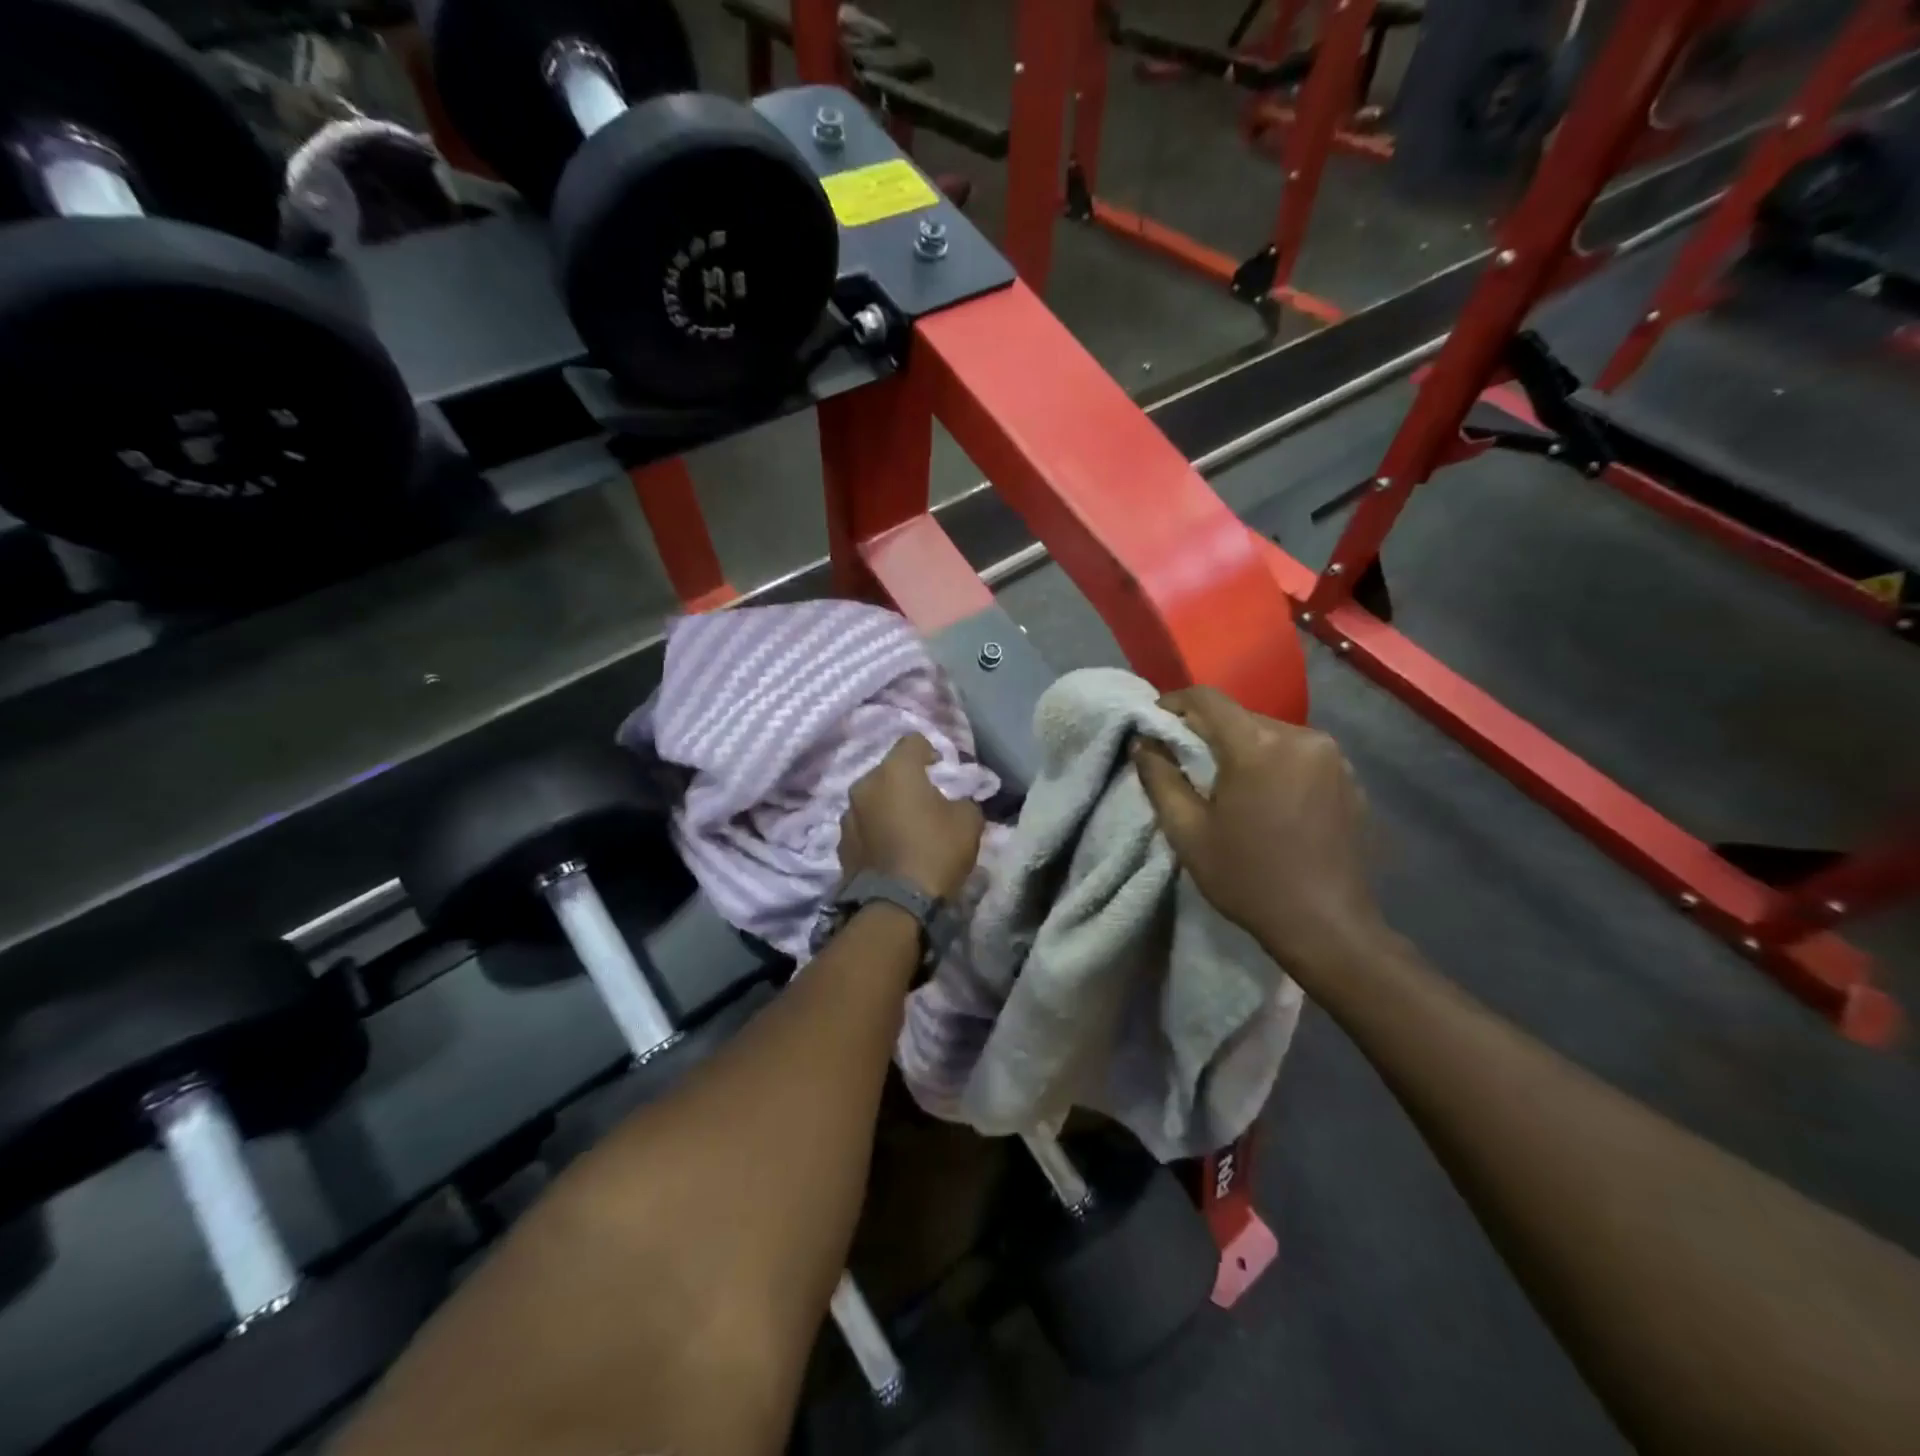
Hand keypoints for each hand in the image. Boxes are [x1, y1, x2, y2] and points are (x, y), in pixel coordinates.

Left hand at [839, 734, 984, 900]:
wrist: (896, 906)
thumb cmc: (936, 852)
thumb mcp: (969, 822)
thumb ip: (963, 800)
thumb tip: (955, 801)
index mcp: (895, 771)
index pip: (913, 741)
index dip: (930, 751)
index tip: (942, 769)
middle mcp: (864, 785)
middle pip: (888, 771)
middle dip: (906, 781)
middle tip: (926, 801)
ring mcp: (847, 816)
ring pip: (872, 800)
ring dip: (887, 807)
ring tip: (905, 828)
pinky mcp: (841, 845)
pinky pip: (863, 827)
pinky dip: (876, 831)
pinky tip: (890, 850)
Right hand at [1133, 686, 1382, 973]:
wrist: (1327, 926)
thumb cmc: (1248, 878)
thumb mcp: (1188, 832)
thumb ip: (1159, 778)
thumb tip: (1143, 742)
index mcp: (1257, 746)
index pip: (1207, 699)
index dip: (1175, 702)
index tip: (1156, 721)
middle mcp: (1301, 736)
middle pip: (1241, 716)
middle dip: (1209, 731)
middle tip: (1187, 761)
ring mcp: (1333, 756)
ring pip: (1271, 735)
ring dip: (1244, 749)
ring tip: (1229, 786)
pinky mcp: (1351, 778)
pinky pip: (1300, 755)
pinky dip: (1276, 765)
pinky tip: (1269, 801)